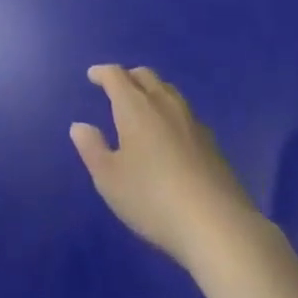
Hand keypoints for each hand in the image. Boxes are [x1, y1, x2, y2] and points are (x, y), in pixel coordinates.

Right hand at [70, 64, 260, 270]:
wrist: (217, 225)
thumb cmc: (152, 199)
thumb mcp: (110, 179)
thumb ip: (92, 149)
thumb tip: (80, 126)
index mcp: (135, 107)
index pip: (116, 76)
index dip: (102, 73)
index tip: (93, 75)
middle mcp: (164, 104)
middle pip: (145, 76)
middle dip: (128, 76)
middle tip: (116, 87)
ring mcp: (191, 121)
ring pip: (168, 91)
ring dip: (151, 90)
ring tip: (143, 106)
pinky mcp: (211, 142)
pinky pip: (184, 113)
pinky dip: (170, 112)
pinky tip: (170, 134)